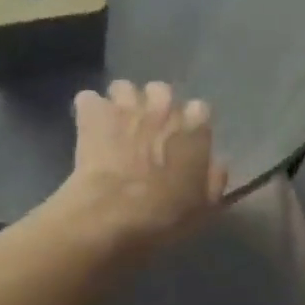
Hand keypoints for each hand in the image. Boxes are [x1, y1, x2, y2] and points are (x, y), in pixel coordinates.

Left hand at [53, 81, 228, 254]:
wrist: (111, 215)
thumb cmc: (163, 217)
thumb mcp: (203, 208)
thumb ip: (214, 180)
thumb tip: (216, 163)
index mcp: (195, 128)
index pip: (200, 110)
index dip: (190, 125)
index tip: (183, 142)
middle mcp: (163, 108)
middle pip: (161, 91)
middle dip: (155, 107)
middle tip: (147, 132)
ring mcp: (126, 106)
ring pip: (124, 88)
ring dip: (121, 103)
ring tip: (116, 126)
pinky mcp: (93, 113)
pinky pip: (88, 99)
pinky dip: (89, 111)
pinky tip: (88, 129)